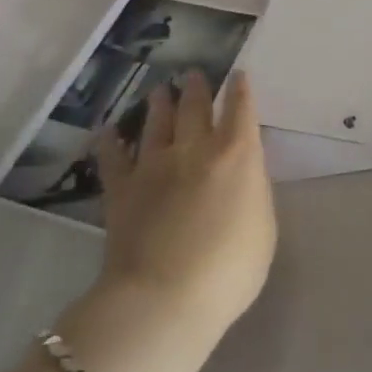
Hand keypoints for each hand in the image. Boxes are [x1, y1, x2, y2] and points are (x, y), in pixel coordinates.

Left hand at [91, 70, 277, 334]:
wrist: (166, 297)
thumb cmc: (230, 268)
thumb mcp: (263, 227)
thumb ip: (253, 191)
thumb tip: (244, 173)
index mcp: (238, 156)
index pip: (241, 110)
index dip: (240, 90)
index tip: (238, 74)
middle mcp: (196, 149)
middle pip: (196, 108)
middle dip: (198, 88)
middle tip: (194, 74)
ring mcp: (154, 166)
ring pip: (157, 123)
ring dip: (160, 104)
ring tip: (160, 90)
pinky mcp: (121, 189)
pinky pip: (113, 157)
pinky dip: (110, 141)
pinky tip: (108, 130)